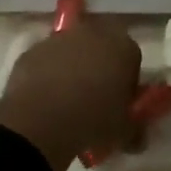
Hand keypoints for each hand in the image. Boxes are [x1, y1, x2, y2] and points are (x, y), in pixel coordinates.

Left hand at [0, 17, 141, 170]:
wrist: (41, 120)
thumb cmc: (93, 120)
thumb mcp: (123, 131)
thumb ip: (133, 128)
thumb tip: (137, 136)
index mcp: (122, 47)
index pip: (132, 57)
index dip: (127, 79)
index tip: (120, 99)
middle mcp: (92, 33)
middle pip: (101, 46)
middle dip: (99, 65)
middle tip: (95, 95)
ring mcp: (59, 38)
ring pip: (71, 50)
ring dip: (72, 67)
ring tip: (67, 100)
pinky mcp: (33, 49)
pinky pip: (46, 60)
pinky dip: (47, 73)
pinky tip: (44, 99)